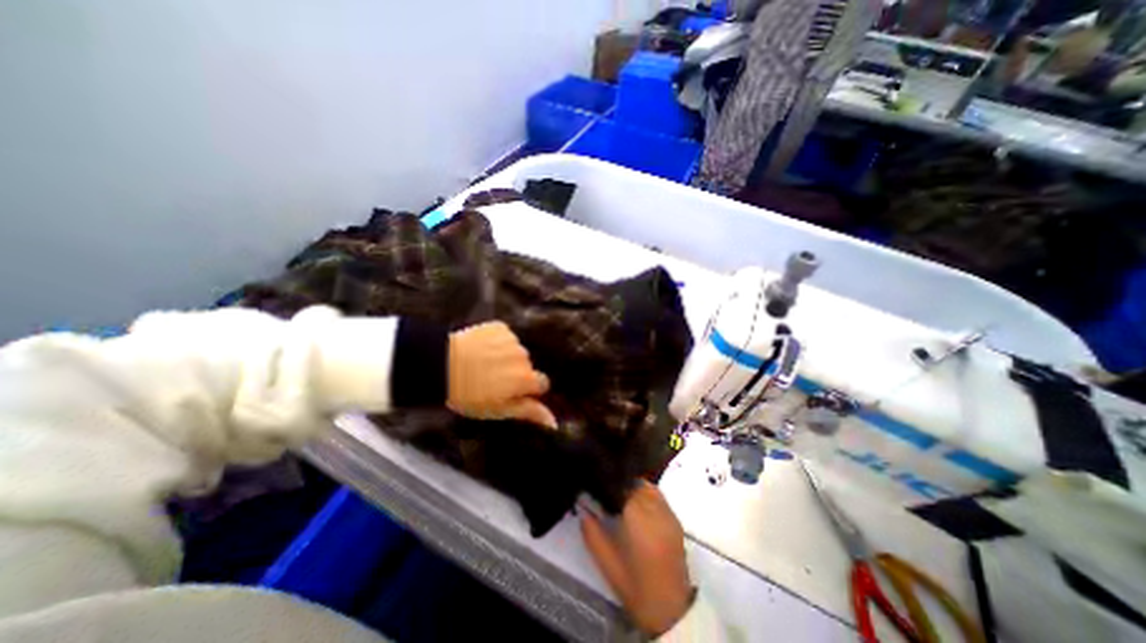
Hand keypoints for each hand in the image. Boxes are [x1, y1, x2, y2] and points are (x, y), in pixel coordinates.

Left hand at [444, 321, 556, 432]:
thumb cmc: (468, 394)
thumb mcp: (498, 410)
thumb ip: (529, 412)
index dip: (527, 389)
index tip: (512, 393)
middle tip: (492, 380)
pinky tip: (480, 350)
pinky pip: (505, 337)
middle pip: (527, 366)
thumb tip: (553, 421)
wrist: (440, 364)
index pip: (541, 384)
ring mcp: (512, 340)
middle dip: (515, 373)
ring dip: (505, 357)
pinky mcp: (499, 327)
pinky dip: (497, 343)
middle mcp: (524, 356)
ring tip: (483, 364)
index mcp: (526, 378)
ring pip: (515, 351)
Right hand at [582, 481, 688, 635]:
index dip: (609, 483)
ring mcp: (668, 513)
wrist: (671, 610)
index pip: (622, 486)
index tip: (597, 487)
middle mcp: (655, 509)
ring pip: (648, 486)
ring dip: (633, 486)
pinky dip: (646, 494)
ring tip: (621, 496)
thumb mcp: (606, 563)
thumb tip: (583, 510)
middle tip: (606, 492)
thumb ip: (592, 533)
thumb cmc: (635, 587)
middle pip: (635, 483)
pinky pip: (658, 496)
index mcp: (638, 518)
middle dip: (620, 484)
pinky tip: (637, 505)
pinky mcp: (676, 519)